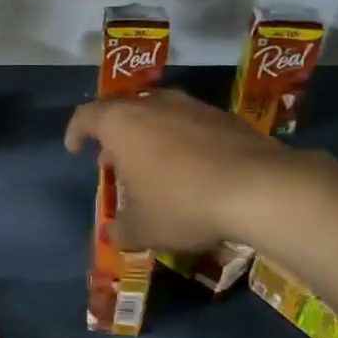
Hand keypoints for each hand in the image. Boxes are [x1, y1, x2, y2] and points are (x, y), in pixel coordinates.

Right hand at [65, 89, 313, 253]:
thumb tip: (115, 233)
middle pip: (124, 112)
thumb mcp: (143, 228)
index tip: (75, 149)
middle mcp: (154, 104)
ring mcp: (193, 106)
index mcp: (122, 124)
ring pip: (160, 115)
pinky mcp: (226, 117)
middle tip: (115, 163)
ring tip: (155, 167)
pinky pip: (192, 125)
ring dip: (151, 137)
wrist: (261, 188)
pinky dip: (183, 142)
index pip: (86, 117)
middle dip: (115, 137)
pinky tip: (194, 170)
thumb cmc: (183, 203)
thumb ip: (121, 229)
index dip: (76, 132)